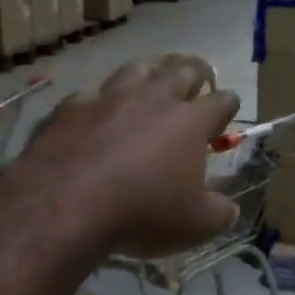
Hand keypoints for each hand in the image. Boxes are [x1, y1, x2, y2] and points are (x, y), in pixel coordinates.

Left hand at [18, 59, 240, 258]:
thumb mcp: (196, 225)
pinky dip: (101, 99)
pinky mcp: (71, 106)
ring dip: (150, 73)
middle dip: (194, 75)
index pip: (221, 101)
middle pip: (181, 71)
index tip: (227, 113)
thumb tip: (228, 208)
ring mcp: (109, 97)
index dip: (228, 105)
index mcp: (190, 121)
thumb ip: (219, 212)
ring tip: (152, 80)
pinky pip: (92, 92)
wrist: (65, 204)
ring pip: (137, 69)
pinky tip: (97, 108)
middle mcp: (153, 97)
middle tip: (197, 83)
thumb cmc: (143, 211)